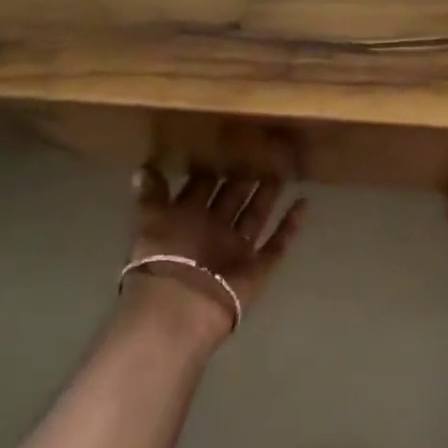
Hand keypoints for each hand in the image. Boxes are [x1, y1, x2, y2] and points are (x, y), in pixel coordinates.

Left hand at [121, 166, 308, 345]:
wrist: (183, 304)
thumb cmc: (166, 255)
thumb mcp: (152, 218)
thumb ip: (152, 195)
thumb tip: (142, 169)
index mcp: (187, 219)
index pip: (201, 187)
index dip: (211, 168)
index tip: (226, 142)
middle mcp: (212, 232)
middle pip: (231, 198)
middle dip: (244, 177)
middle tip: (262, 149)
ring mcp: (237, 250)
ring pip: (255, 215)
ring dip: (268, 194)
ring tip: (283, 169)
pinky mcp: (259, 266)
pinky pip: (278, 242)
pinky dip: (291, 225)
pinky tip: (304, 202)